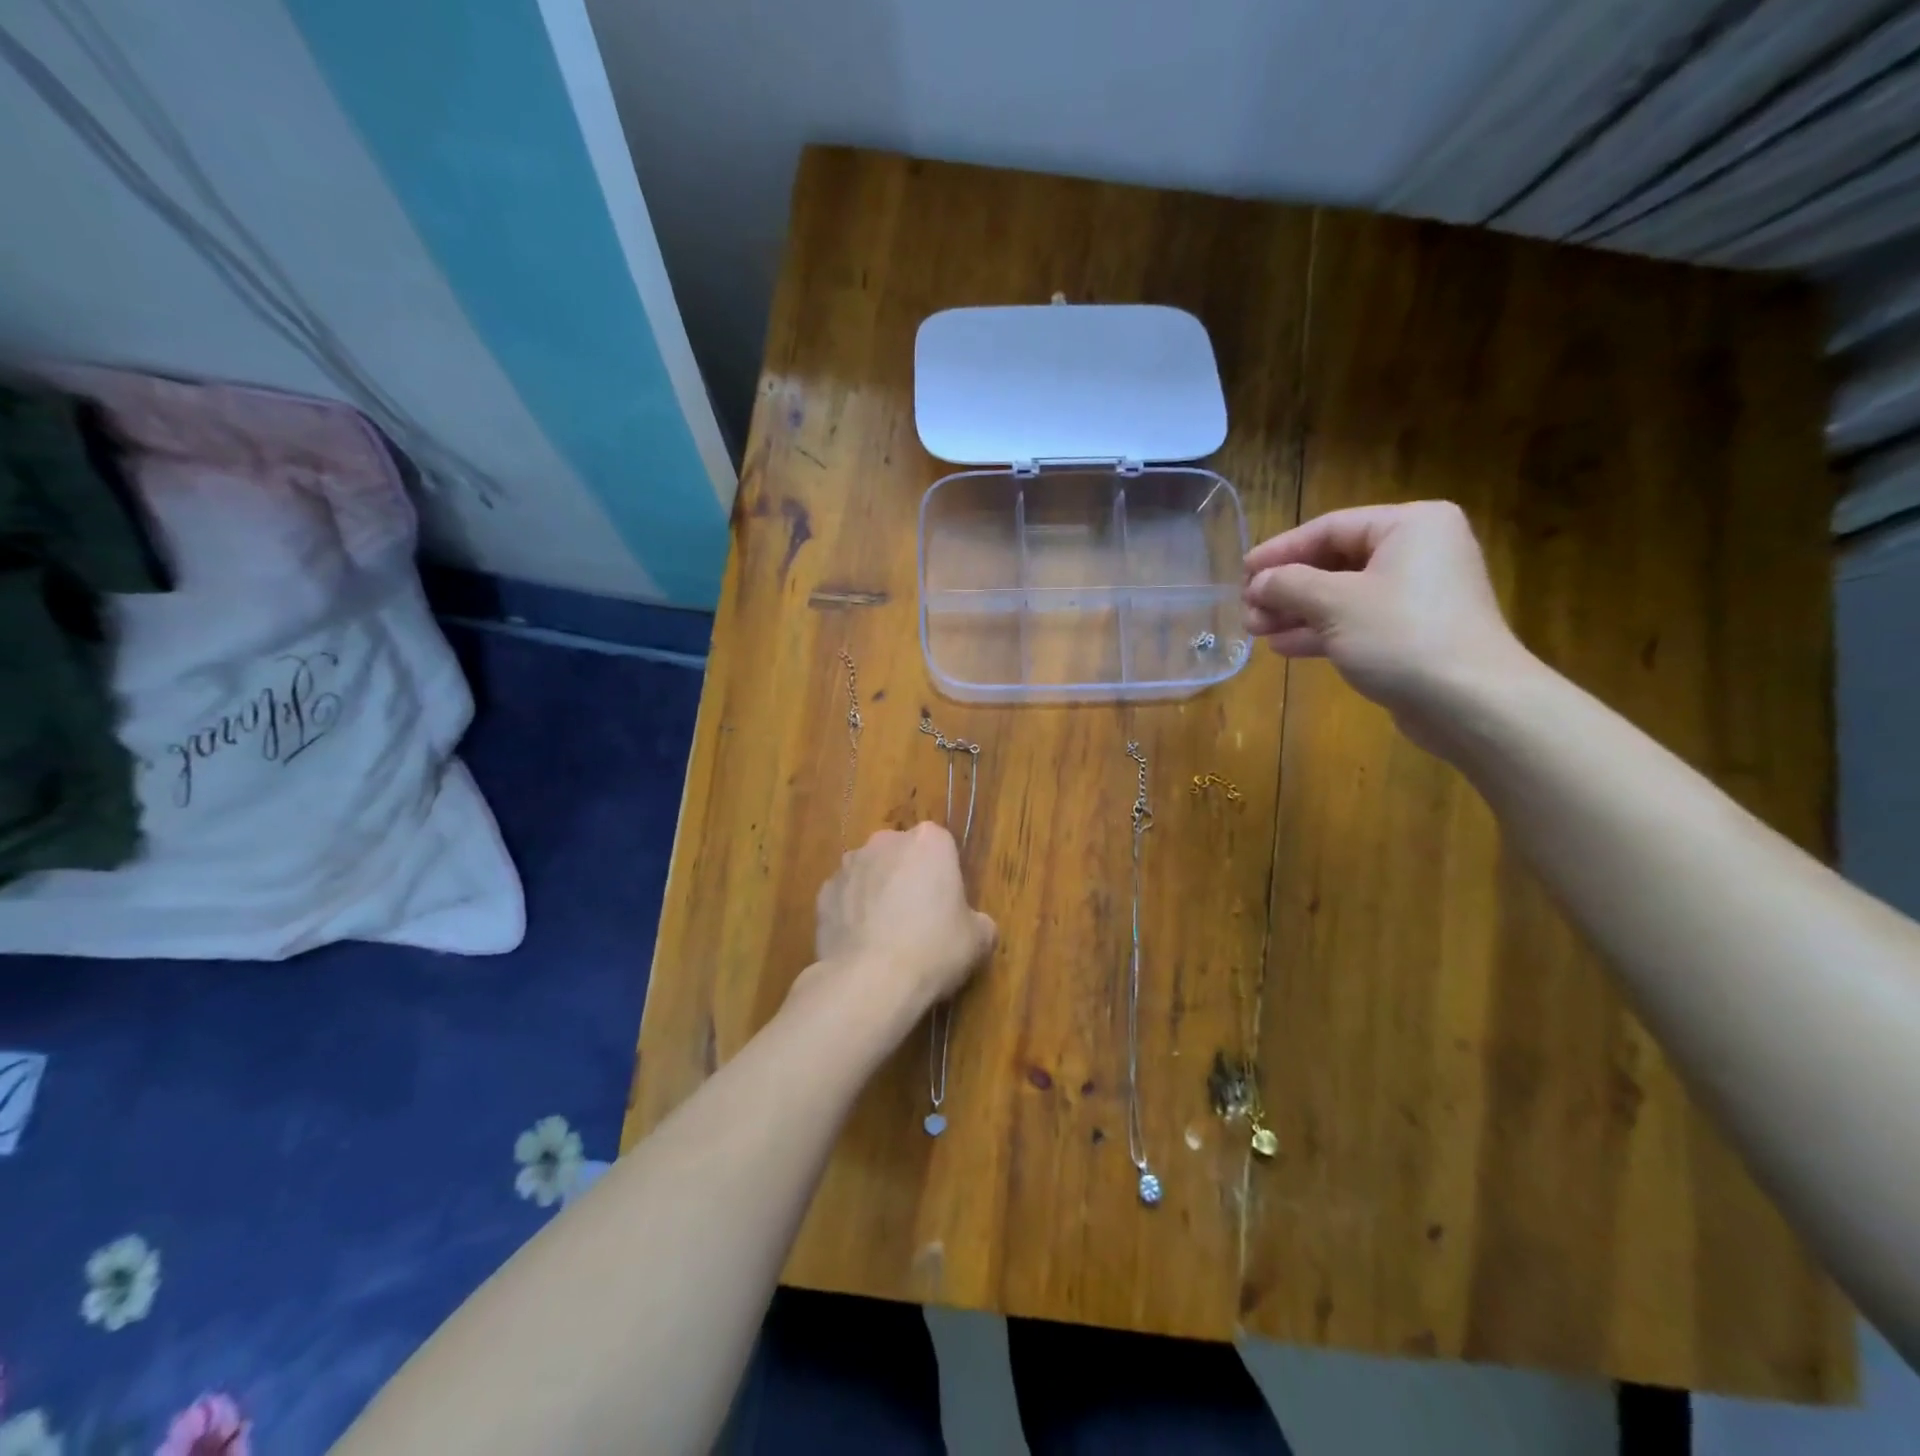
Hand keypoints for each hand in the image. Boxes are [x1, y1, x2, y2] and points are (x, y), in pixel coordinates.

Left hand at [805, 822, 996, 1023]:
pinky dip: (851, 914)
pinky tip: (860, 945)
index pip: (941, 846)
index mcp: (929, 841)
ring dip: (877, 893)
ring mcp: (848, 866)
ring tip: (885, 936)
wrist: (870, 980)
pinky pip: (844, 898)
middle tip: (918, 919)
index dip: (945, 875)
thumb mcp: (978, 940)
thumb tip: (975, 925)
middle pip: (902, 854)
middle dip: (908, 878)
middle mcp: (885, 842)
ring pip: (870, 874)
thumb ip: (979, 921)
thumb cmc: (934, 949)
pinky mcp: (822, 894)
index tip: (947, 904)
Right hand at [1243, 501, 1534, 739]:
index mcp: (1410, 526)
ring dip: (1296, 611)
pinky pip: (1357, 621)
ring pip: (1342, 595)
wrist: (1470, 702)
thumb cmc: (1401, 636)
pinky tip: (1284, 646)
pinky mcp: (1412, 632)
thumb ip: (1288, 585)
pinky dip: (1320, 631)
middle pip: (1334, 561)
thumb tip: (1258, 583)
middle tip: (1248, 609)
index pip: (1330, 527)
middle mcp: (1418, 552)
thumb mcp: (1334, 603)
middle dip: (1286, 587)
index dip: (1280, 550)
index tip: (1243, 573)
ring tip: (1256, 630)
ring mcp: (1417, 594)